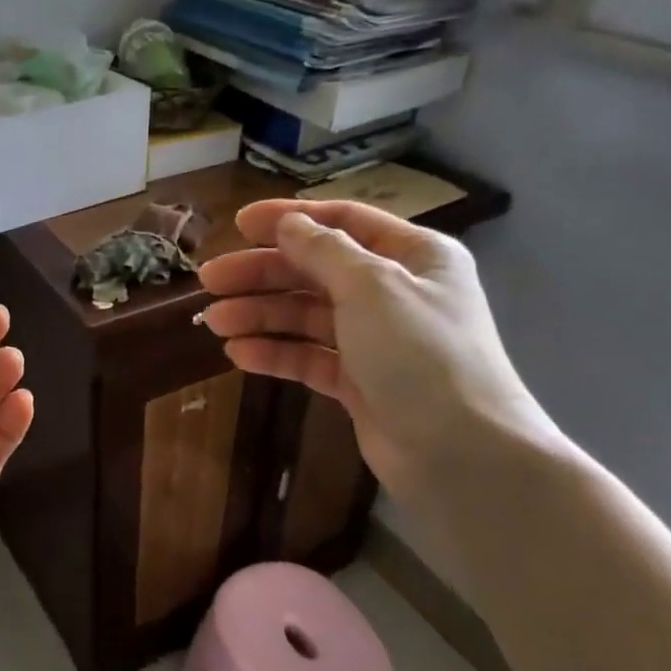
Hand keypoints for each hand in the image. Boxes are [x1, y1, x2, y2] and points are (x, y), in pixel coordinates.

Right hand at [197, 201, 554, 494]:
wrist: (460, 452)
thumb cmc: (421, 353)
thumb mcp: (372, 286)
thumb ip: (324, 250)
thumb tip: (288, 224)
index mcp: (413, 255)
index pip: (343, 222)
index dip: (290, 218)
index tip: (238, 223)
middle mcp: (394, 292)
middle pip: (316, 271)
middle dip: (261, 274)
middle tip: (210, 280)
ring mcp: (376, 340)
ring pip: (306, 316)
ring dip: (260, 314)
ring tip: (214, 321)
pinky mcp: (359, 382)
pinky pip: (309, 356)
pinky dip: (276, 352)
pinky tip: (239, 354)